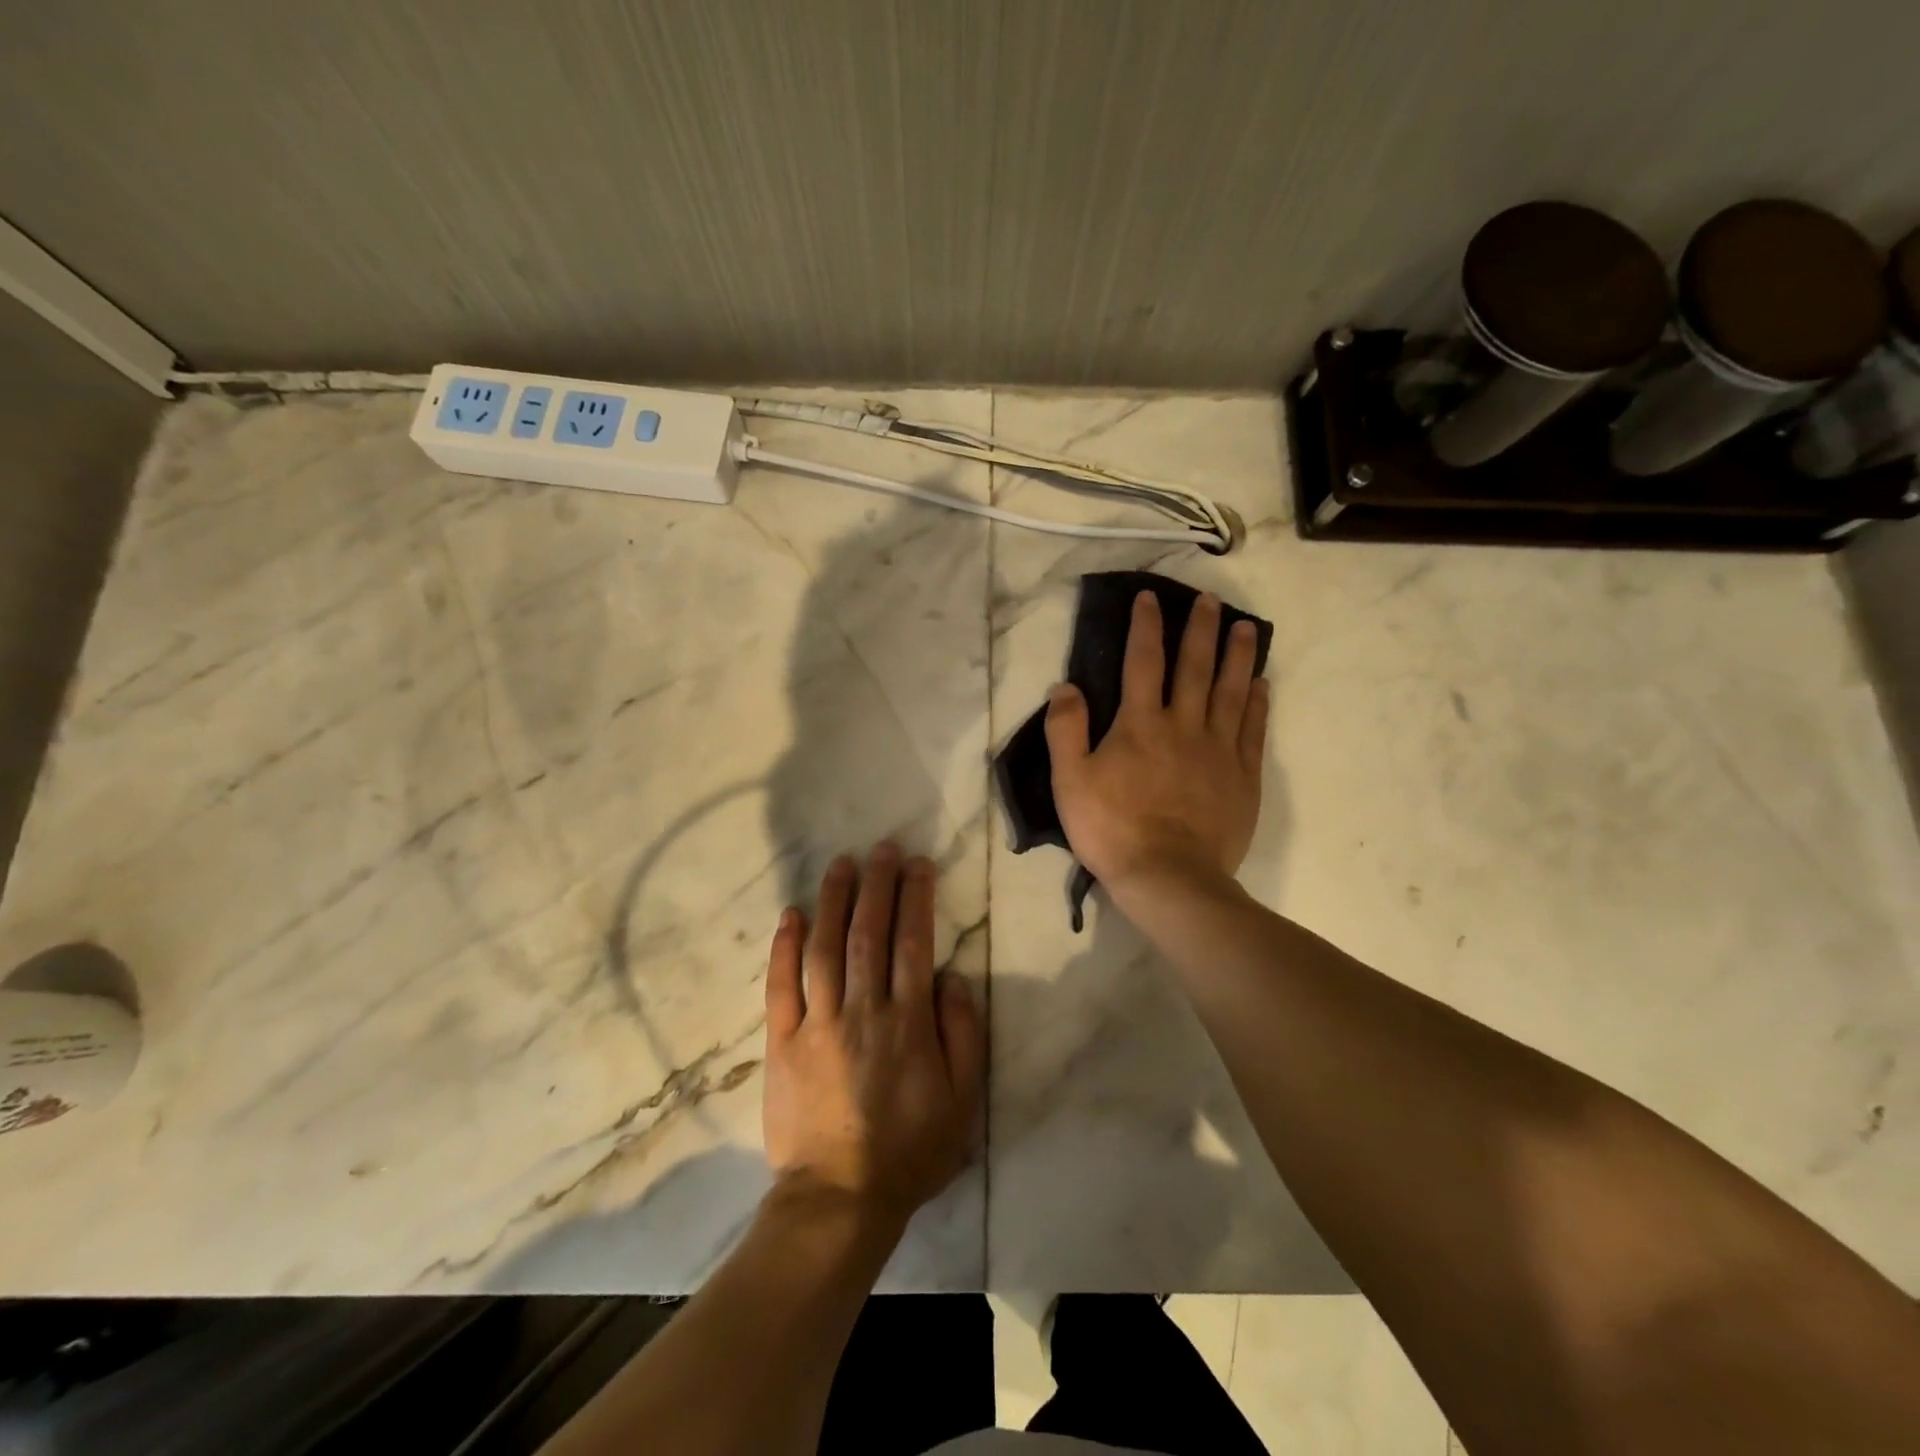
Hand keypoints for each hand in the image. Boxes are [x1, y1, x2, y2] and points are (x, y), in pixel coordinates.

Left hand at [762, 844, 984, 1230]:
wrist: (838, 1199)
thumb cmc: (909, 1149)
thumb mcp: (962, 1099)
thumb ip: (962, 1032)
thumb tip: (950, 975)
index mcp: (908, 1022)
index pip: (913, 943)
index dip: (916, 898)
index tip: (917, 864)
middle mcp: (863, 1011)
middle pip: (868, 933)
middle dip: (876, 885)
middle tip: (880, 848)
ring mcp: (817, 1024)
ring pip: (824, 948)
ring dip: (833, 901)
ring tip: (841, 864)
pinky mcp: (783, 1042)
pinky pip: (780, 986)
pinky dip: (783, 947)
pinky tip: (790, 914)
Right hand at [1045, 590, 1268, 892]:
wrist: (1168, 878)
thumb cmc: (1112, 828)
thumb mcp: (1070, 781)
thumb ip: (1065, 730)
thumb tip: (1066, 686)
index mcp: (1140, 724)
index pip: (1143, 662)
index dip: (1146, 626)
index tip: (1150, 597)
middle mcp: (1184, 725)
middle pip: (1195, 667)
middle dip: (1201, 629)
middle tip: (1210, 599)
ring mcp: (1219, 750)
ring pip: (1232, 692)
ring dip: (1239, 656)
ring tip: (1247, 627)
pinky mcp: (1242, 777)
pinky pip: (1253, 730)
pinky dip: (1258, 703)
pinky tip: (1261, 684)